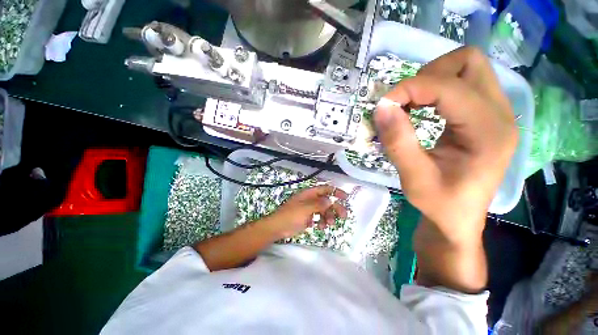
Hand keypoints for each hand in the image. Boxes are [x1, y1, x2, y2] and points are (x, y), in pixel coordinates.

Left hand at [266, 185, 348, 239]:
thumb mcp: (305, 209)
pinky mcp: (308, 218)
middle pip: (327, 201)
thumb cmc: (290, 215)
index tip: (346, 198)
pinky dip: (322, 222)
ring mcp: (309, 209)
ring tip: (329, 224)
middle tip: (344, 216)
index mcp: (309, 194)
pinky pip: (319, 218)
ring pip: (324, 210)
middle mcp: (310, 200)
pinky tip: (320, 227)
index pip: (325, 189)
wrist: (278, 228)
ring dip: (329, 216)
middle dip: (335, 207)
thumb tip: (331, 201)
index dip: (336, 192)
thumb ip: (318, 204)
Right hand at [374, 47, 517, 243]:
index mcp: (489, 132)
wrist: (458, 217)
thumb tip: (381, 107)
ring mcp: (496, 112)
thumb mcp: (414, 178)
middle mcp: (501, 114)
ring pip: (467, 67)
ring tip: (411, 105)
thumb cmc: (439, 204)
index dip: (409, 89)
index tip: (382, 106)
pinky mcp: (485, 115)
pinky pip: (463, 83)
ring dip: (432, 79)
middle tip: (403, 101)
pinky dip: (436, 88)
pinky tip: (422, 109)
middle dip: (427, 75)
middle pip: (468, 61)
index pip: (449, 87)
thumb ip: (398, 142)